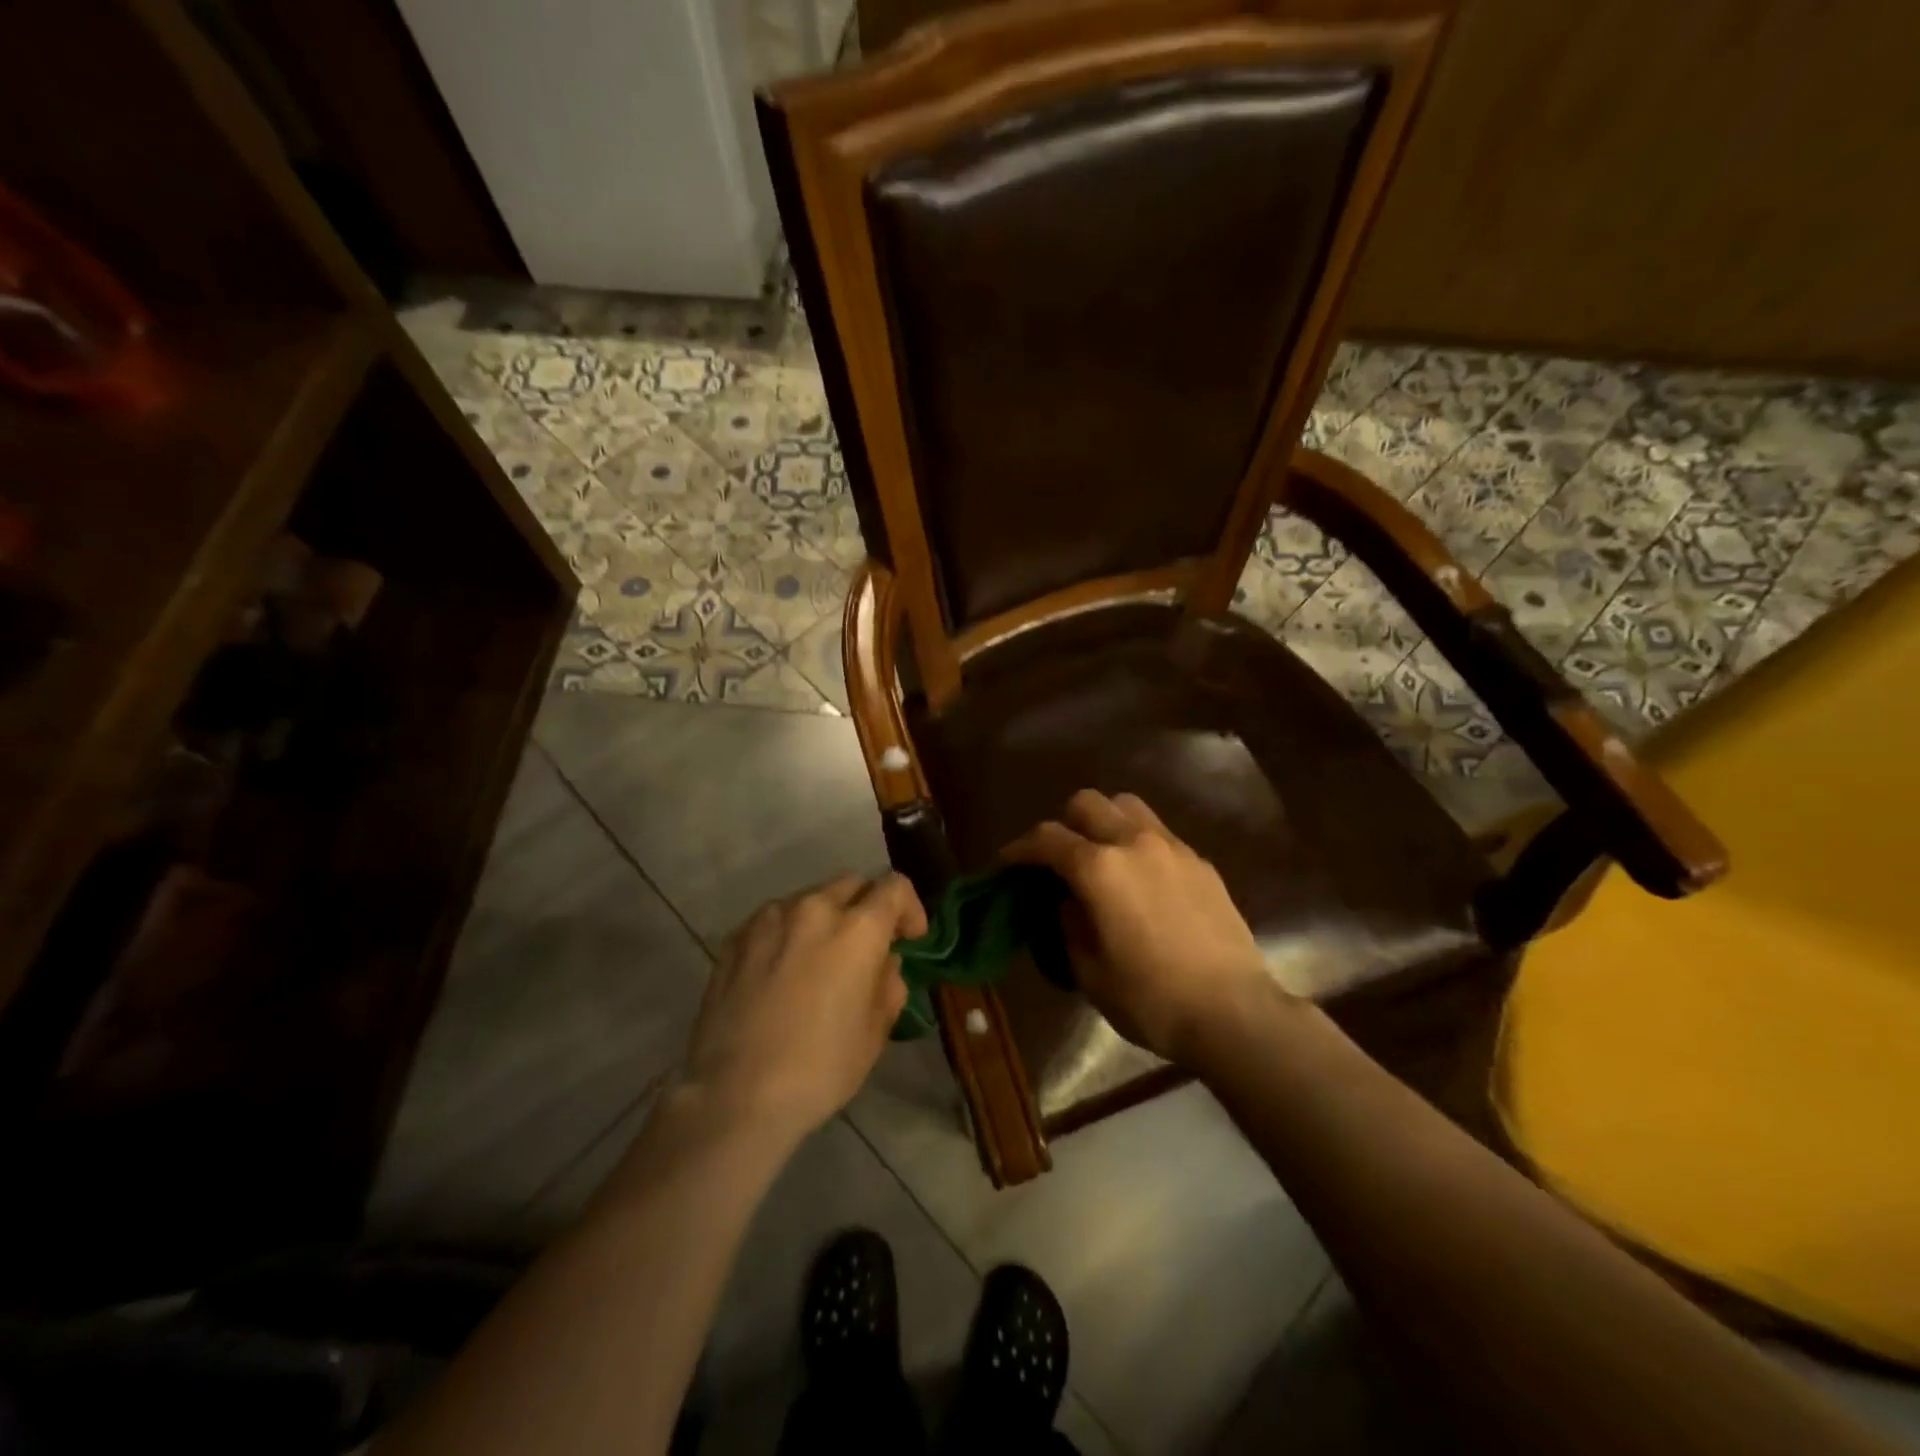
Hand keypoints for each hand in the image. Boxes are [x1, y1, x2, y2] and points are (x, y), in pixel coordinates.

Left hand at [681, 873, 925, 1147]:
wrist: (734, 1093)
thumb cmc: (819, 1068)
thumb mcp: (875, 1032)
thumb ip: (888, 983)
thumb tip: (883, 962)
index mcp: (858, 928)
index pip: (894, 887)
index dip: (910, 908)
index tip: (909, 939)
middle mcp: (814, 908)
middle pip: (852, 883)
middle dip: (867, 907)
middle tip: (866, 947)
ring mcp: (769, 918)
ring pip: (810, 898)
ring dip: (826, 918)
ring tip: (820, 960)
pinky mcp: (736, 937)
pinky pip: (775, 919)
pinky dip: (789, 933)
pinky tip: (782, 973)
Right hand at [1004, 790, 1278, 1063]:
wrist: (1233, 1012)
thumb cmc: (1151, 1000)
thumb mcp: (1090, 972)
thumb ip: (1069, 925)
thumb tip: (1067, 901)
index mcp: (1099, 869)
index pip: (1047, 839)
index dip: (1020, 848)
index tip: (1008, 862)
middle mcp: (1133, 843)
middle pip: (1087, 803)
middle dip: (1063, 824)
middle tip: (1058, 859)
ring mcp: (1172, 847)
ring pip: (1127, 806)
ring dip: (1104, 821)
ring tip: (1101, 857)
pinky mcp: (1200, 862)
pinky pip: (1158, 833)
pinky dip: (1137, 842)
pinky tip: (1141, 880)